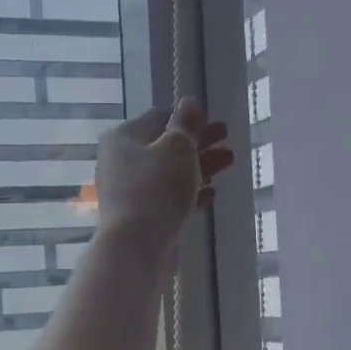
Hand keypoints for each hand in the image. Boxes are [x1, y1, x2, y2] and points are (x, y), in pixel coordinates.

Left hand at [95, 100, 233, 253]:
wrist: (137, 247)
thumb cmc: (156, 188)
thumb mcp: (177, 148)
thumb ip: (186, 124)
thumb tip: (189, 103)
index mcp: (123, 138)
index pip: (158, 117)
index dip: (187, 117)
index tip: (212, 120)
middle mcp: (121, 162)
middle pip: (165, 146)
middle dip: (198, 142)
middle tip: (227, 138)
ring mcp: (129, 192)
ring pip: (169, 173)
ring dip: (199, 165)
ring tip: (229, 161)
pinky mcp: (141, 217)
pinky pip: (168, 198)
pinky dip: (189, 192)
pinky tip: (212, 193)